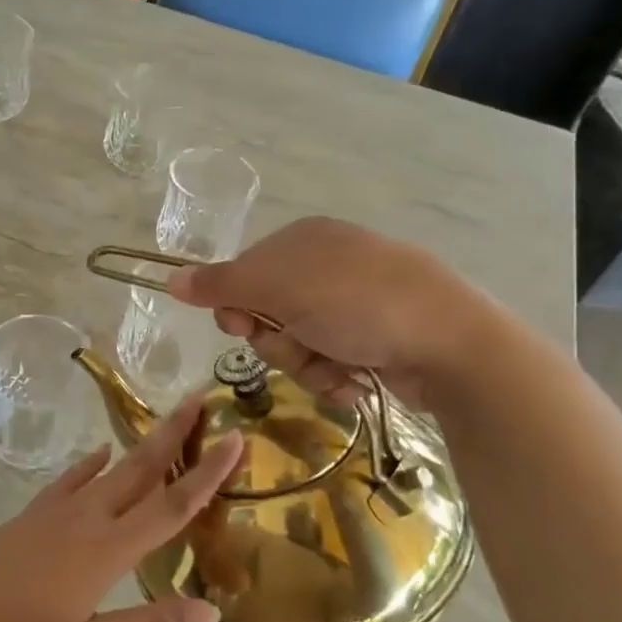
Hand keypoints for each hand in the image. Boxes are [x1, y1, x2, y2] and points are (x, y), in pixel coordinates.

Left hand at [0, 397, 240, 621]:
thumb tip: (209, 609)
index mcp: (108, 550)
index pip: (171, 505)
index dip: (207, 473)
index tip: (235, 438)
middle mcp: (89, 518)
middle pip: (142, 468)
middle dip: (175, 433)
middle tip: (201, 398)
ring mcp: (58, 509)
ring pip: (112, 468)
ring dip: (143, 443)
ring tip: (168, 421)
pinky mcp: (35, 512)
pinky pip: (73, 478)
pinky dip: (93, 463)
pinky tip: (103, 453)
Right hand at [167, 216, 493, 407]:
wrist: (451, 342)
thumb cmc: (356, 302)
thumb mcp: (279, 288)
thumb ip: (221, 285)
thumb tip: (171, 279)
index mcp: (304, 241)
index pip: (244, 273)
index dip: (237, 305)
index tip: (241, 326)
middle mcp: (327, 268)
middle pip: (269, 313)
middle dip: (277, 340)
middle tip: (297, 344)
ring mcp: (354, 304)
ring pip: (297, 344)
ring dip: (307, 364)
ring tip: (337, 367)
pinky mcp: (376, 339)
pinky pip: (330, 362)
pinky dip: (335, 376)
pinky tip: (355, 380)